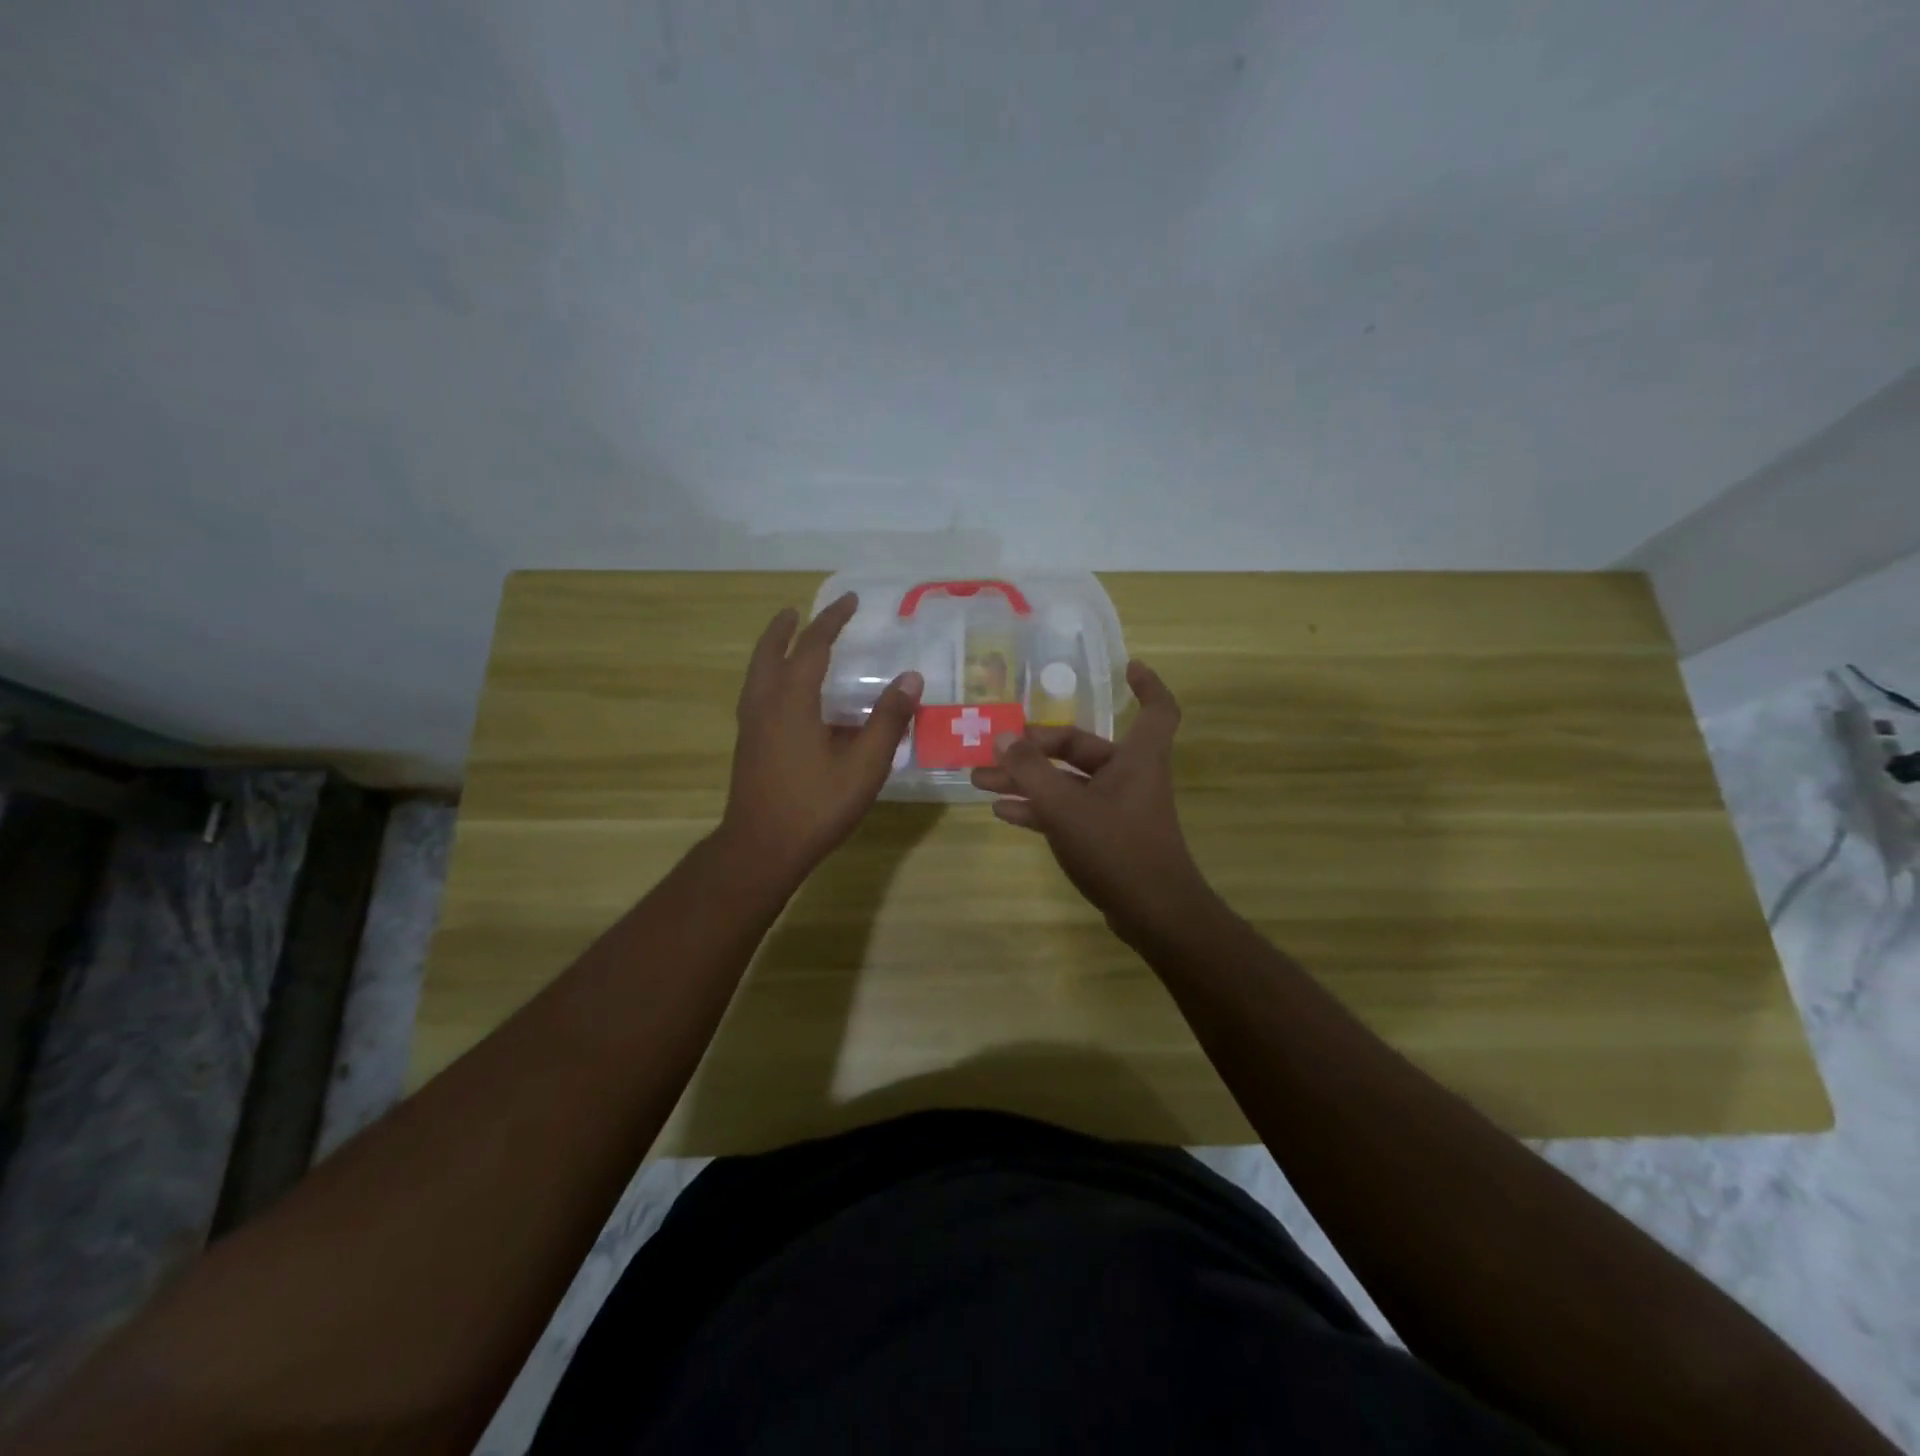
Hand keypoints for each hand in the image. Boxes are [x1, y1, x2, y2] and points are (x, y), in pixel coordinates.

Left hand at [720, 592, 922, 883]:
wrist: (760, 848)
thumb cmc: (815, 805)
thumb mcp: (863, 765)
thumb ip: (888, 721)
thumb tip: (911, 679)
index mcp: (792, 700)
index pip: (812, 646)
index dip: (832, 620)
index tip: (850, 601)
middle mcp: (765, 703)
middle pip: (770, 652)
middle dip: (786, 628)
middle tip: (799, 611)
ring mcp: (751, 724)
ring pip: (758, 672)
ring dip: (773, 649)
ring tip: (789, 640)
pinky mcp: (748, 744)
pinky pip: (757, 692)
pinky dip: (770, 675)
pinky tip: (788, 694)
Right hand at [970, 659, 1212, 940]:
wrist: (1153, 914)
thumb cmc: (1116, 847)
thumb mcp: (1065, 806)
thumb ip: (1031, 771)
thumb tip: (1003, 736)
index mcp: (1136, 758)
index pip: (1156, 709)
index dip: (1147, 685)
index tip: (1126, 666)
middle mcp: (1129, 776)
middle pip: (1081, 747)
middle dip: (1035, 747)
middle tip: (995, 748)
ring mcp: (1117, 808)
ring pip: (1066, 782)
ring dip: (1027, 779)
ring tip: (979, 779)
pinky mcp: (1106, 837)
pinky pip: (1067, 810)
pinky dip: (1039, 808)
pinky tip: (1002, 811)